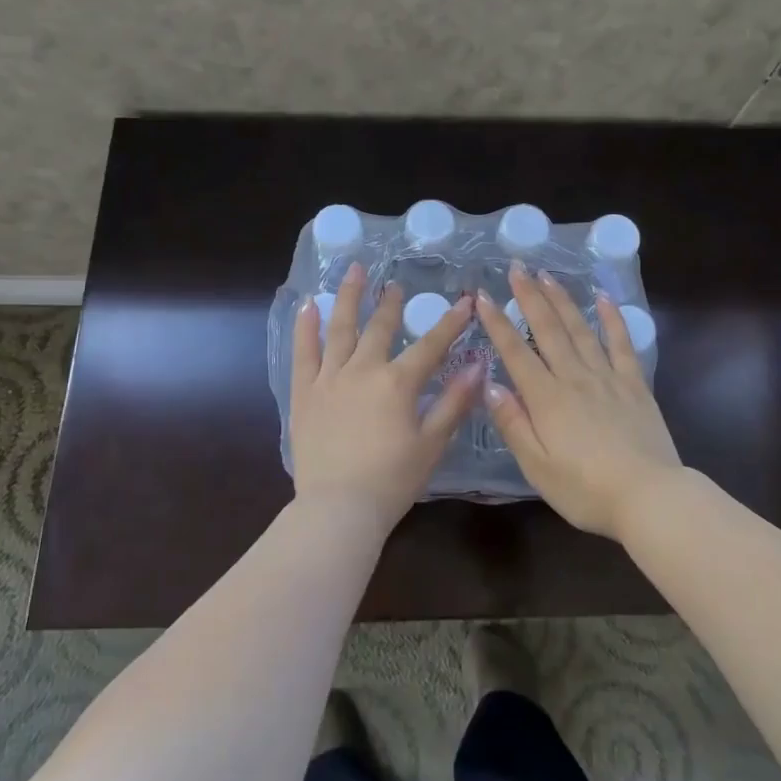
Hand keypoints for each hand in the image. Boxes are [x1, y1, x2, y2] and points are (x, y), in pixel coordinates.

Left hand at [289, 263, 481, 523]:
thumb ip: (454, 401)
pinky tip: (307, 304)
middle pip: (380, 327)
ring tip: (354, 271)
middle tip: (395, 284)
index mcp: (398, 383)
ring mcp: (329, 378)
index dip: (450, 322)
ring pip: (340, 328)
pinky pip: (303, 352)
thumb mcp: (432, 443)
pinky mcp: (304, 392)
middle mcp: (363, 369)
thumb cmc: (392, 481)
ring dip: (348, 297)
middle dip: (390, 303)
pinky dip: (305, 326)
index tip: (465, 300)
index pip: (430, 344)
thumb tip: (477, 364)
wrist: (338, 509)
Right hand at [475, 263, 682, 539]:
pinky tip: (604, 298)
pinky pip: (621, 343)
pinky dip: (612, 318)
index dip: (497, 322)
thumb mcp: (537, 467)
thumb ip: (513, 424)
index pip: (515, 352)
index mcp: (546, 398)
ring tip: (548, 275)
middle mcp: (574, 377)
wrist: (650, 497)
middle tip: (517, 267)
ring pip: (581, 329)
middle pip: (548, 329)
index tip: (482, 295)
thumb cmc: (586, 490)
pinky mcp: (635, 384)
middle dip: (530, 296)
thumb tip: (491, 384)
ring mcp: (607, 377)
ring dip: (563, 300)